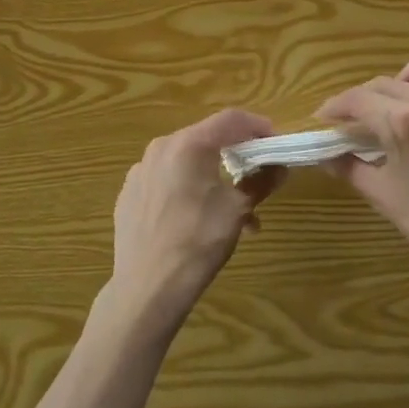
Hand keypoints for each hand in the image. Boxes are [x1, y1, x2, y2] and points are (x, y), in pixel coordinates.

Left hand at [109, 108, 283, 328]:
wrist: (147, 288)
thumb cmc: (198, 242)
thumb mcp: (238, 209)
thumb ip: (261, 181)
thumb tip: (280, 167)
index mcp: (189, 144)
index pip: (231, 119)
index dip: (258, 126)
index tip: (275, 143)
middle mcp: (161, 148)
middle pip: (207, 138)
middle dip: (236, 155)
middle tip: (257, 176)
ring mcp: (140, 171)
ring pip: (186, 162)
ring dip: (214, 178)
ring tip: (233, 213)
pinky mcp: (129, 194)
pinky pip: (166, 181)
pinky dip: (188, 190)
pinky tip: (197, 219)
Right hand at [317, 55, 408, 301]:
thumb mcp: (384, 197)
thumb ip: (351, 168)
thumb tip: (326, 156)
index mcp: (403, 123)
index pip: (358, 99)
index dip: (335, 106)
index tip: (324, 119)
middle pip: (384, 83)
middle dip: (362, 99)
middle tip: (354, 122)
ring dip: (399, 84)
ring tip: (395, 110)